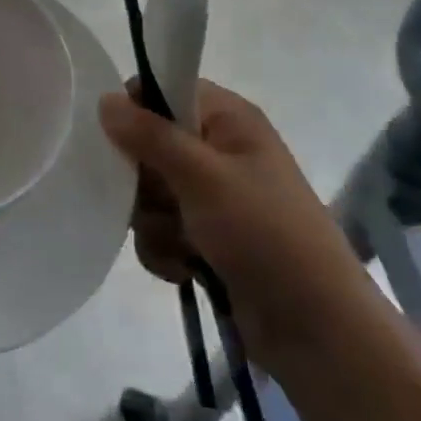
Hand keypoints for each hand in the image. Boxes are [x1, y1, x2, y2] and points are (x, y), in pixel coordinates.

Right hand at [100, 83, 378, 371]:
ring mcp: (212, 196)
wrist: (317, 331)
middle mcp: (218, 150)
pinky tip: (185, 269)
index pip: (166, 89)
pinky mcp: (206, 237)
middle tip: (157, 199)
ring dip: (154, 221)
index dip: (138, 110)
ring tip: (181, 244)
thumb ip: (150, 136)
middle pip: (149, 143)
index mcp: (228, 119)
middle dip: (144, 180)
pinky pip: (160, 228)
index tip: (120, 140)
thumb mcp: (203, 177)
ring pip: (149, 191)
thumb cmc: (264, 234)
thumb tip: (104, 99)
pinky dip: (165, 249)